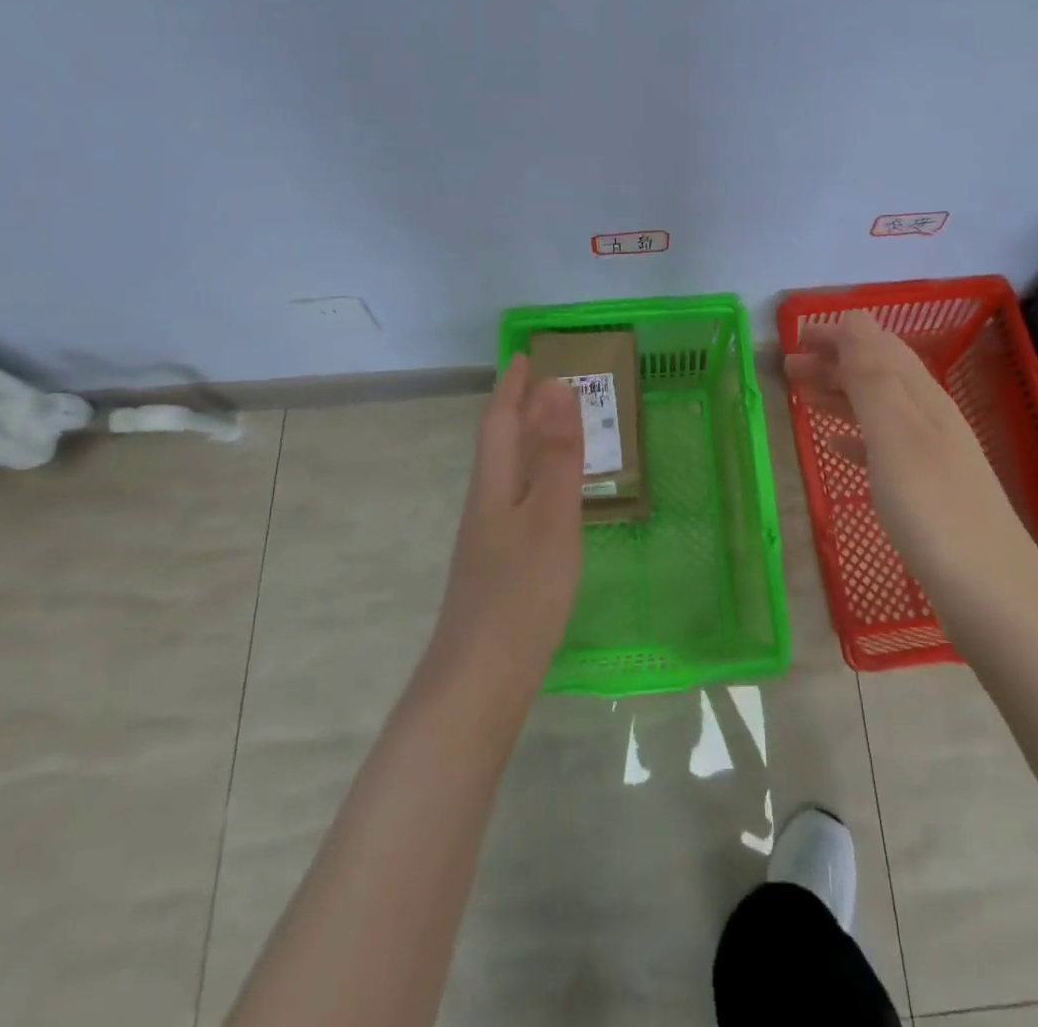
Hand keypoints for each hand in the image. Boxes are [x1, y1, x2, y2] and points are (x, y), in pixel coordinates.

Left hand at [431, 354, 585, 676]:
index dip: (512, 388)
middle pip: (500, 447)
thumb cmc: (521, 592)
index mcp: (495, 486)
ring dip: (528, 445)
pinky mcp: (499, 570)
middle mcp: (486, 506)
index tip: (524, 356)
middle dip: (518, 411)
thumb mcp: (550, 517)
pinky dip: (536, 483)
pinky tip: (552, 502)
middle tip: (545, 387)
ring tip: (554, 432)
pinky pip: (519, 505)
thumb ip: (557, 454)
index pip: (499, 422)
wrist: (480, 681)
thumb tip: (557, 386)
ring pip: (508, 477)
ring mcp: (490, 541)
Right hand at [784, 312, 1025, 579]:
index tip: (796, 334)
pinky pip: (882, 446)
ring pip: (877, 409)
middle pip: (878, 374)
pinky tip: (836, 446)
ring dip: (840, 395)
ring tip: (802, 396)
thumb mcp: (896, 436)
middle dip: (834, 362)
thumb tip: (854, 320)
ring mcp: (930, 457)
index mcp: (923, 399)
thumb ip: (873, 378)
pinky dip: (855, 436)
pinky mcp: (926, 492)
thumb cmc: (934, 511)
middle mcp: (929, 419)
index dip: (840, 334)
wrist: (993, 597)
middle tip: (787, 365)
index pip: (879, 347)